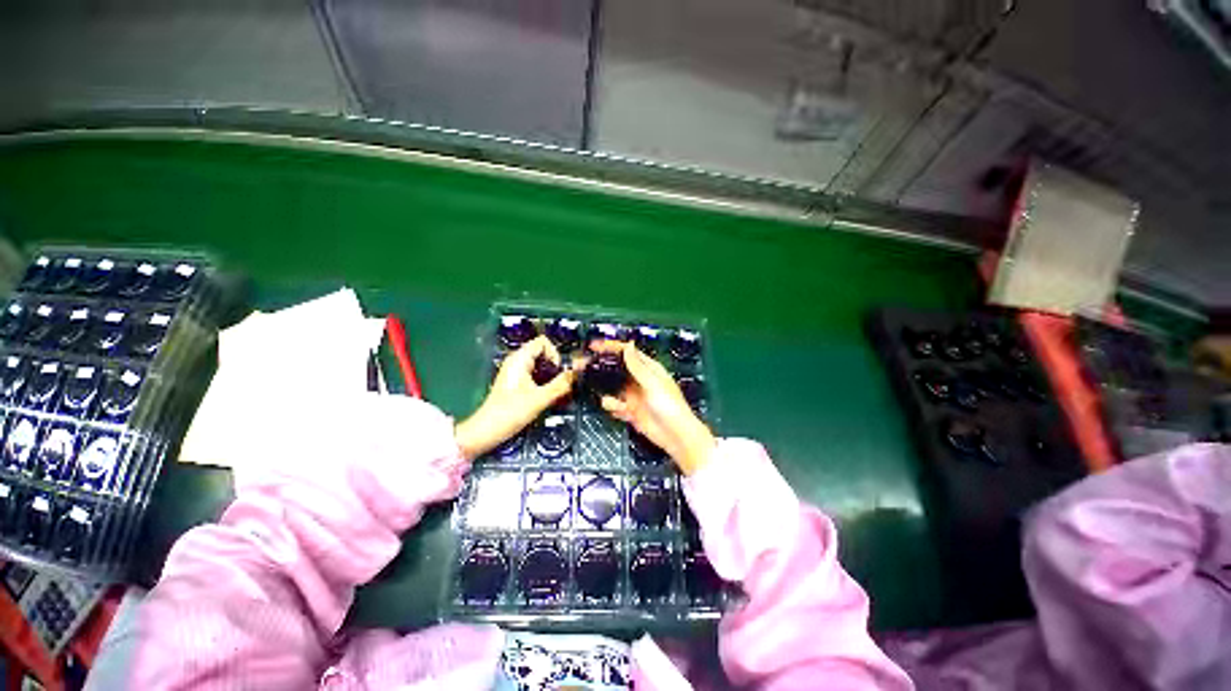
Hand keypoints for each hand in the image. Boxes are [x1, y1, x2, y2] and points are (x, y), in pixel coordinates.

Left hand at [455, 337, 576, 459]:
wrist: (487, 431)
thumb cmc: (511, 412)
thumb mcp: (540, 398)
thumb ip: (561, 384)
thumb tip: (579, 371)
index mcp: (520, 359)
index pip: (543, 342)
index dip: (554, 353)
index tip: (558, 372)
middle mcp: (517, 361)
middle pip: (542, 352)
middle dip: (555, 365)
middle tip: (560, 383)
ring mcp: (515, 372)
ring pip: (540, 365)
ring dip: (551, 375)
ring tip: (555, 391)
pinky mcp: (516, 383)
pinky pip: (535, 374)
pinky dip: (544, 381)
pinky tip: (546, 396)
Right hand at [594, 341, 715, 474]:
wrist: (675, 436)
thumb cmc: (670, 406)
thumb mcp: (653, 383)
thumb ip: (637, 366)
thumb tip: (628, 345)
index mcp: (648, 368)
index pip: (626, 353)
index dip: (610, 348)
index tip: (593, 347)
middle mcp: (639, 379)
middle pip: (615, 369)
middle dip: (600, 369)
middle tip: (581, 367)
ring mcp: (633, 395)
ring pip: (612, 388)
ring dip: (608, 395)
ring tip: (619, 404)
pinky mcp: (630, 410)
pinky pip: (614, 405)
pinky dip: (615, 408)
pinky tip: (624, 413)